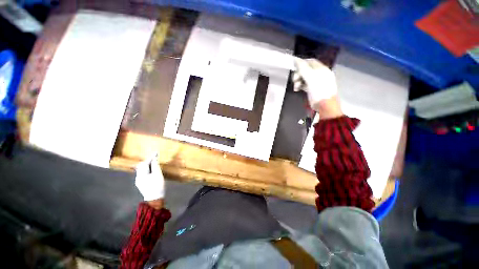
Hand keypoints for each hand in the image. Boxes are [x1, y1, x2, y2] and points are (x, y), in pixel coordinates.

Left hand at [135, 154, 164, 201]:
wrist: (154, 198)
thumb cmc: (157, 186)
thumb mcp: (158, 174)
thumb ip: (155, 166)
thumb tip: (154, 159)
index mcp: (141, 174)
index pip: (145, 163)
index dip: (151, 158)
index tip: (156, 153)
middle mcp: (138, 177)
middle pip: (141, 166)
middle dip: (148, 161)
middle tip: (155, 158)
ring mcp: (139, 181)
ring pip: (142, 170)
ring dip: (148, 165)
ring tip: (154, 163)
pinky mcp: (141, 183)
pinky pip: (143, 173)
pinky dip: (147, 169)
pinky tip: (152, 170)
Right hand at [293, 58, 341, 117]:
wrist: (324, 105)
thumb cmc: (319, 90)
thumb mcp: (310, 77)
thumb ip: (303, 68)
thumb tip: (295, 59)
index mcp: (321, 69)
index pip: (310, 62)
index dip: (301, 63)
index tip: (294, 68)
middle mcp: (319, 74)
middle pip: (306, 70)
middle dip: (298, 74)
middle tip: (294, 80)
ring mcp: (316, 82)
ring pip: (304, 77)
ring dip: (298, 81)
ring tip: (296, 87)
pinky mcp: (312, 89)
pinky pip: (304, 84)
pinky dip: (300, 85)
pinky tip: (297, 89)